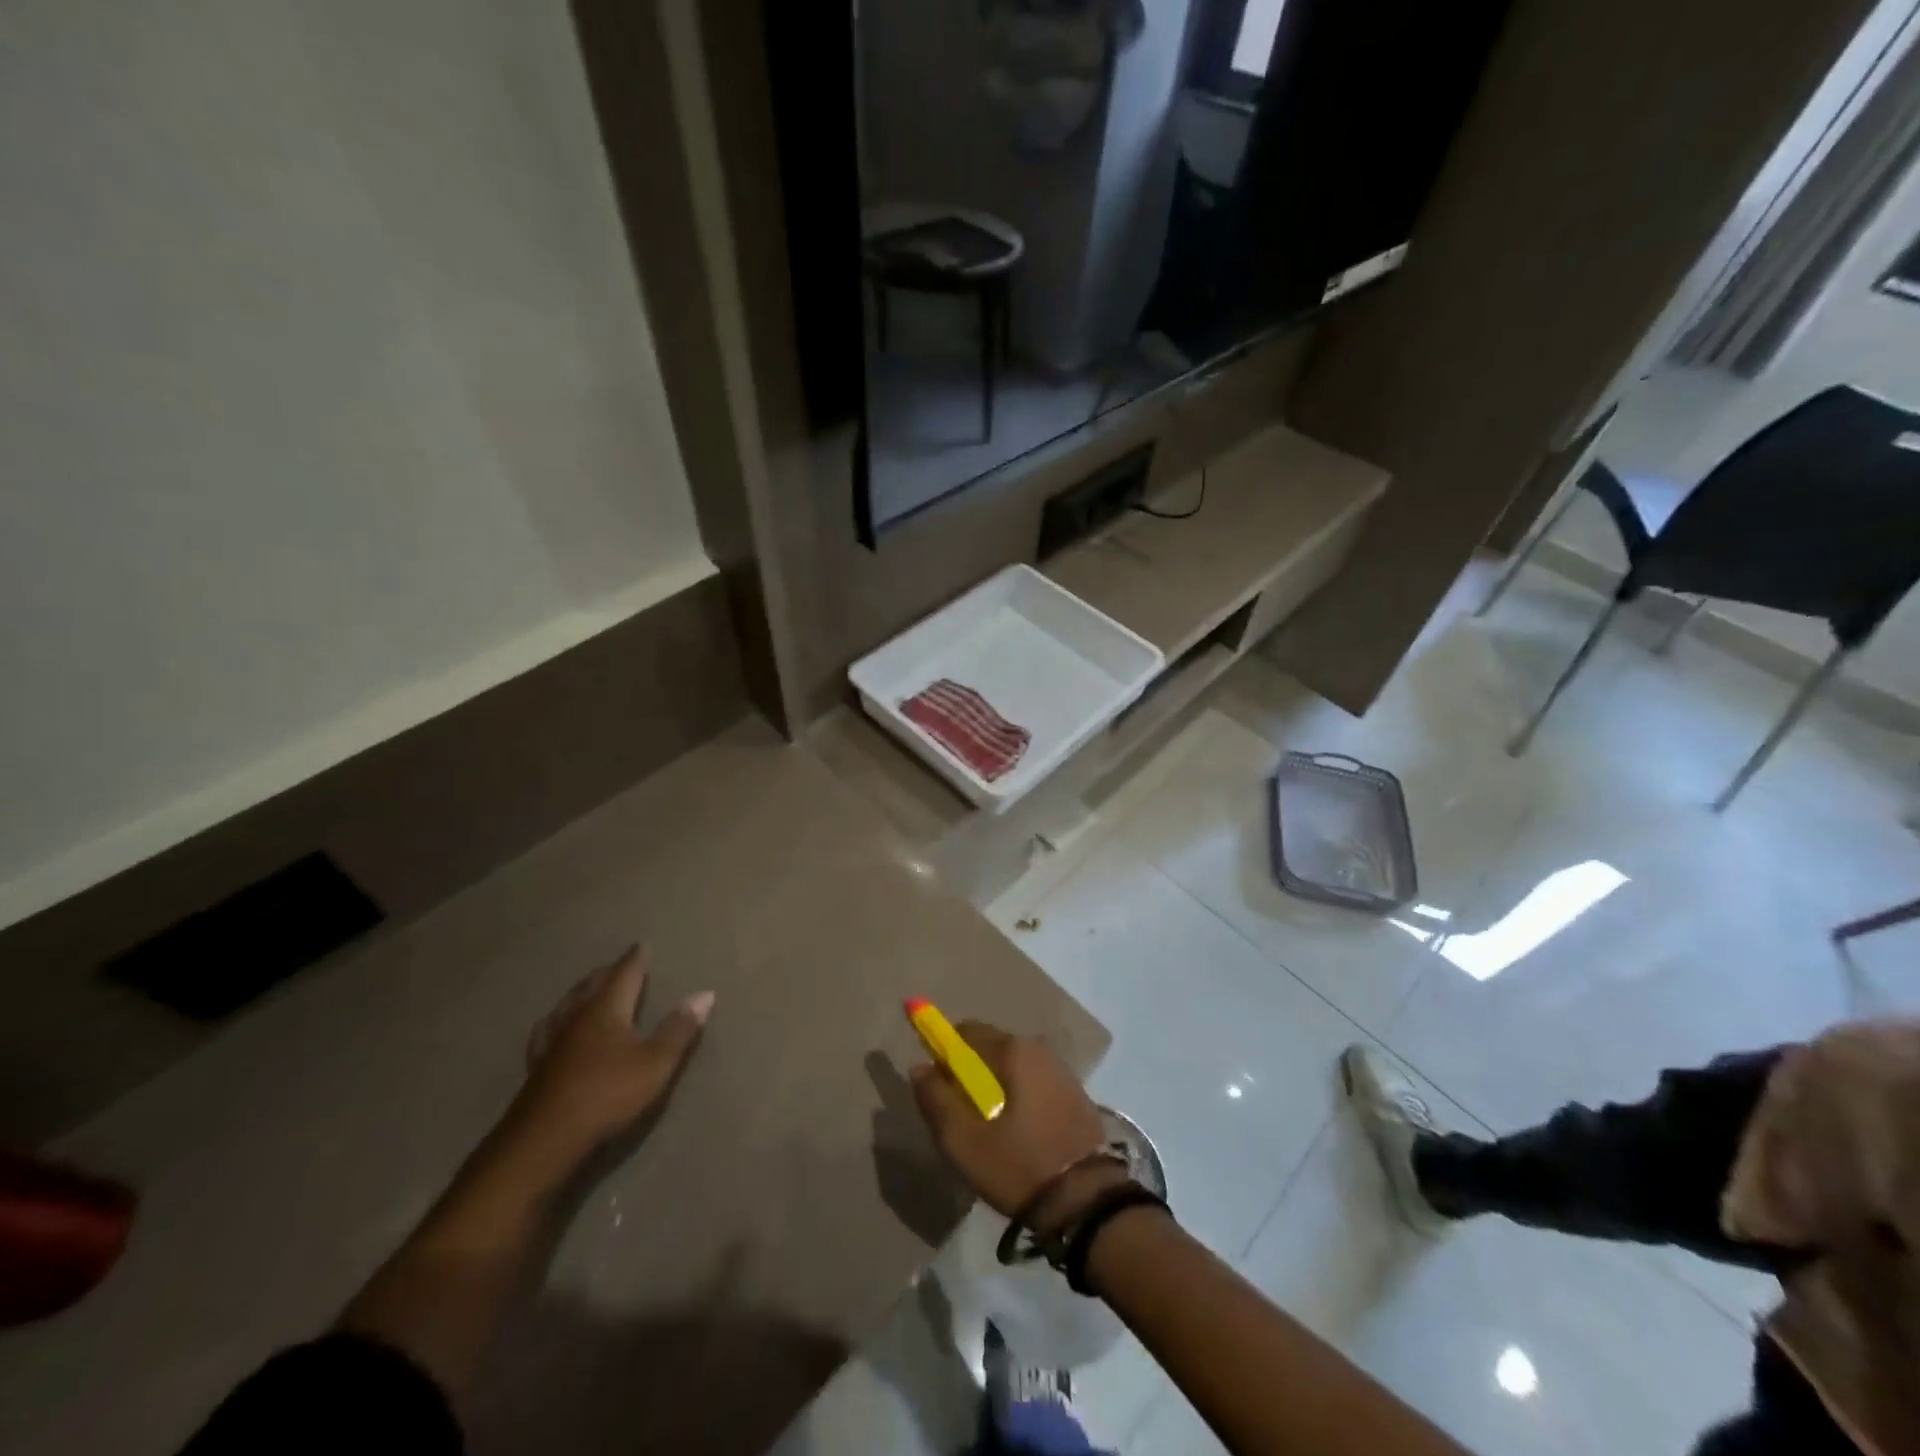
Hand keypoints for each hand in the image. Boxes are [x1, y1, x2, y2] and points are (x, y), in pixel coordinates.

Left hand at [510, 948, 713, 1161]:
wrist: (544, 1141)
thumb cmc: (607, 1095)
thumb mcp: (655, 1063)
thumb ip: (679, 1029)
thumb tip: (705, 993)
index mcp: (606, 1009)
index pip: (624, 974)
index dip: (635, 960)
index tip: (641, 945)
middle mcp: (576, 1017)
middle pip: (592, 985)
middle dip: (607, 972)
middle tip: (619, 965)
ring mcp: (552, 1043)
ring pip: (566, 1005)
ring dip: (581, 993)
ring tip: (587, 989)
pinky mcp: (536, 1068)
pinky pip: (547, 1031)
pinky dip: (556, 1021)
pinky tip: (553, 1029)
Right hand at [911, 1021, 1123, 1235]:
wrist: (1087, 1203)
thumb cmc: (1019, 1166)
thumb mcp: (964, 1141)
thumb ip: (936, 1099)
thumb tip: (920, 1067)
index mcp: (1014, 1050)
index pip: (966, 1032)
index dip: (945, 1054)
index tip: (939, 1088)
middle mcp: (1040, 1049)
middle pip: (991, 1049)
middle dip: (971, 1074)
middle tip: (962, 1117)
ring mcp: (1062, 1070)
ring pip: (1013, 1068)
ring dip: (996, 1088)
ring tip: (989, 1131)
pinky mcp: (1076, 1094)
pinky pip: (1034, 1083)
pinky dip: (1019, 1098)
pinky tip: (1018, 1135)